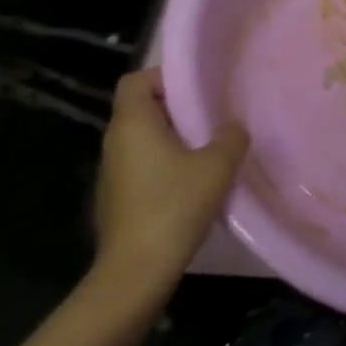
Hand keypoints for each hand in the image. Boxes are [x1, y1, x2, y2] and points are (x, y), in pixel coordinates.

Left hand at [93, 69, 248, 295]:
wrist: (137, 268)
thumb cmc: (175, 205)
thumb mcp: (217, 166)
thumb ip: (230, 137)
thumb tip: (232, 127)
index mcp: (133, 124)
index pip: (136, 80)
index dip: (164, 77)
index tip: (197, 89)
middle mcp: (115, 141)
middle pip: (141, 108)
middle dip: (176, 108)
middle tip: (212, 117)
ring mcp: (113, 171)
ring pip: (143, 139)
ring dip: (173, 138)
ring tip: (209, 149)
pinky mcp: (117, 196)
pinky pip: (142, 164)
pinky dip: (165, 163)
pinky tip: (193, 182)